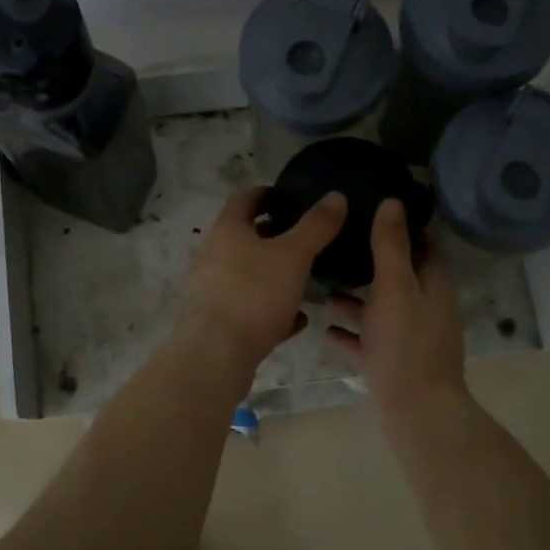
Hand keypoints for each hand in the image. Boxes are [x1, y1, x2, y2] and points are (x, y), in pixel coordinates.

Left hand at [176, 187, 346, 373]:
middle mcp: (213, 256)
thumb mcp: (293, 255)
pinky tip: (296, 319)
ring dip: (275, 274)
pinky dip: (272, 309)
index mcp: (227, 231)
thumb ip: (316, 226)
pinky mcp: (218, 322)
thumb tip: (336, 196)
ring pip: (249, 275)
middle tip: (306, 238)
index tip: (292, 198)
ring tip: (306, 278)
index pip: (245, 199)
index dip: (268, 194)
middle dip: (275, 236)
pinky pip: (250, 308)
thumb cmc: (253, 294)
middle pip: (245, 238)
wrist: (215, 355)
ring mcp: (212, 291)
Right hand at [326, 199, 466, 414]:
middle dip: (369, 263)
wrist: (415, 411)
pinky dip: (350, 332)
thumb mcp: (395, 287)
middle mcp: (424, 309)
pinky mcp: (392, 364)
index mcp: (432, 286)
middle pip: (397, 278)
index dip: (399, 228)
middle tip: (335, 246)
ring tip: (320, 285)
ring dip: (355, 298)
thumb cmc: (406, 344)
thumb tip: (392, 202)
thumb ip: (391, 246)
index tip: (368, 212)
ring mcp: (409, 339)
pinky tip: (323, 327)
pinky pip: (368, 341)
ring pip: (380, 310)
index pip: (421, 247)